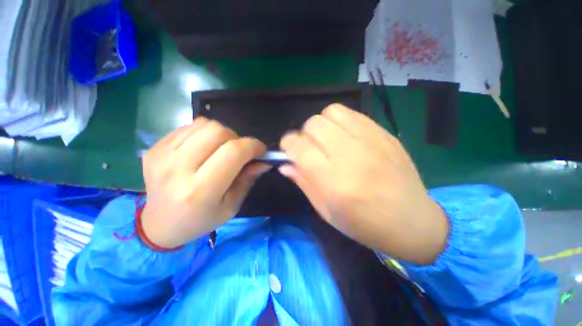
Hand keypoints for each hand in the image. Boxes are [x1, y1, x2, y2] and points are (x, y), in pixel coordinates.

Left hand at [141, 117, 268, 248]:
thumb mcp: (231, 206)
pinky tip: (204, 148)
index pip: (233, 152)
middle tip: (239, 152)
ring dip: (221, 134)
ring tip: (221, 149)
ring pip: (204, 124)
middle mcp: (178, 169)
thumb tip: (263, 160)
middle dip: (237, 138)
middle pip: (218, 131)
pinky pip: (189, 127)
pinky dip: (204, 133)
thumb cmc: (200, 219)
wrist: (160, 224)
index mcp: (200, 190)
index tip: (261, 151)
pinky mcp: (155, 148)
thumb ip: (248, 179)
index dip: (253, 146)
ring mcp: (162, 155)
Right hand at [279, 104, 447, 264]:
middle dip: (304, 135)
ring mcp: (371, 141)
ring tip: (327, 140)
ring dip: (321, 125)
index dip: (288, 146)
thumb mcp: (326, 211)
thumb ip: (303, 182)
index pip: (299, 147)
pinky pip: (352, 114)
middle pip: (313, 125)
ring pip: (331, 112)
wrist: (413, 222)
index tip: (289, 152)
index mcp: (334, 182)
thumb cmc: (364, 224)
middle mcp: (351, 156)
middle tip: (310, 148)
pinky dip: (340, 121)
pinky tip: (344, 136)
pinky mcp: (384, 134)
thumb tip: (284, 164)